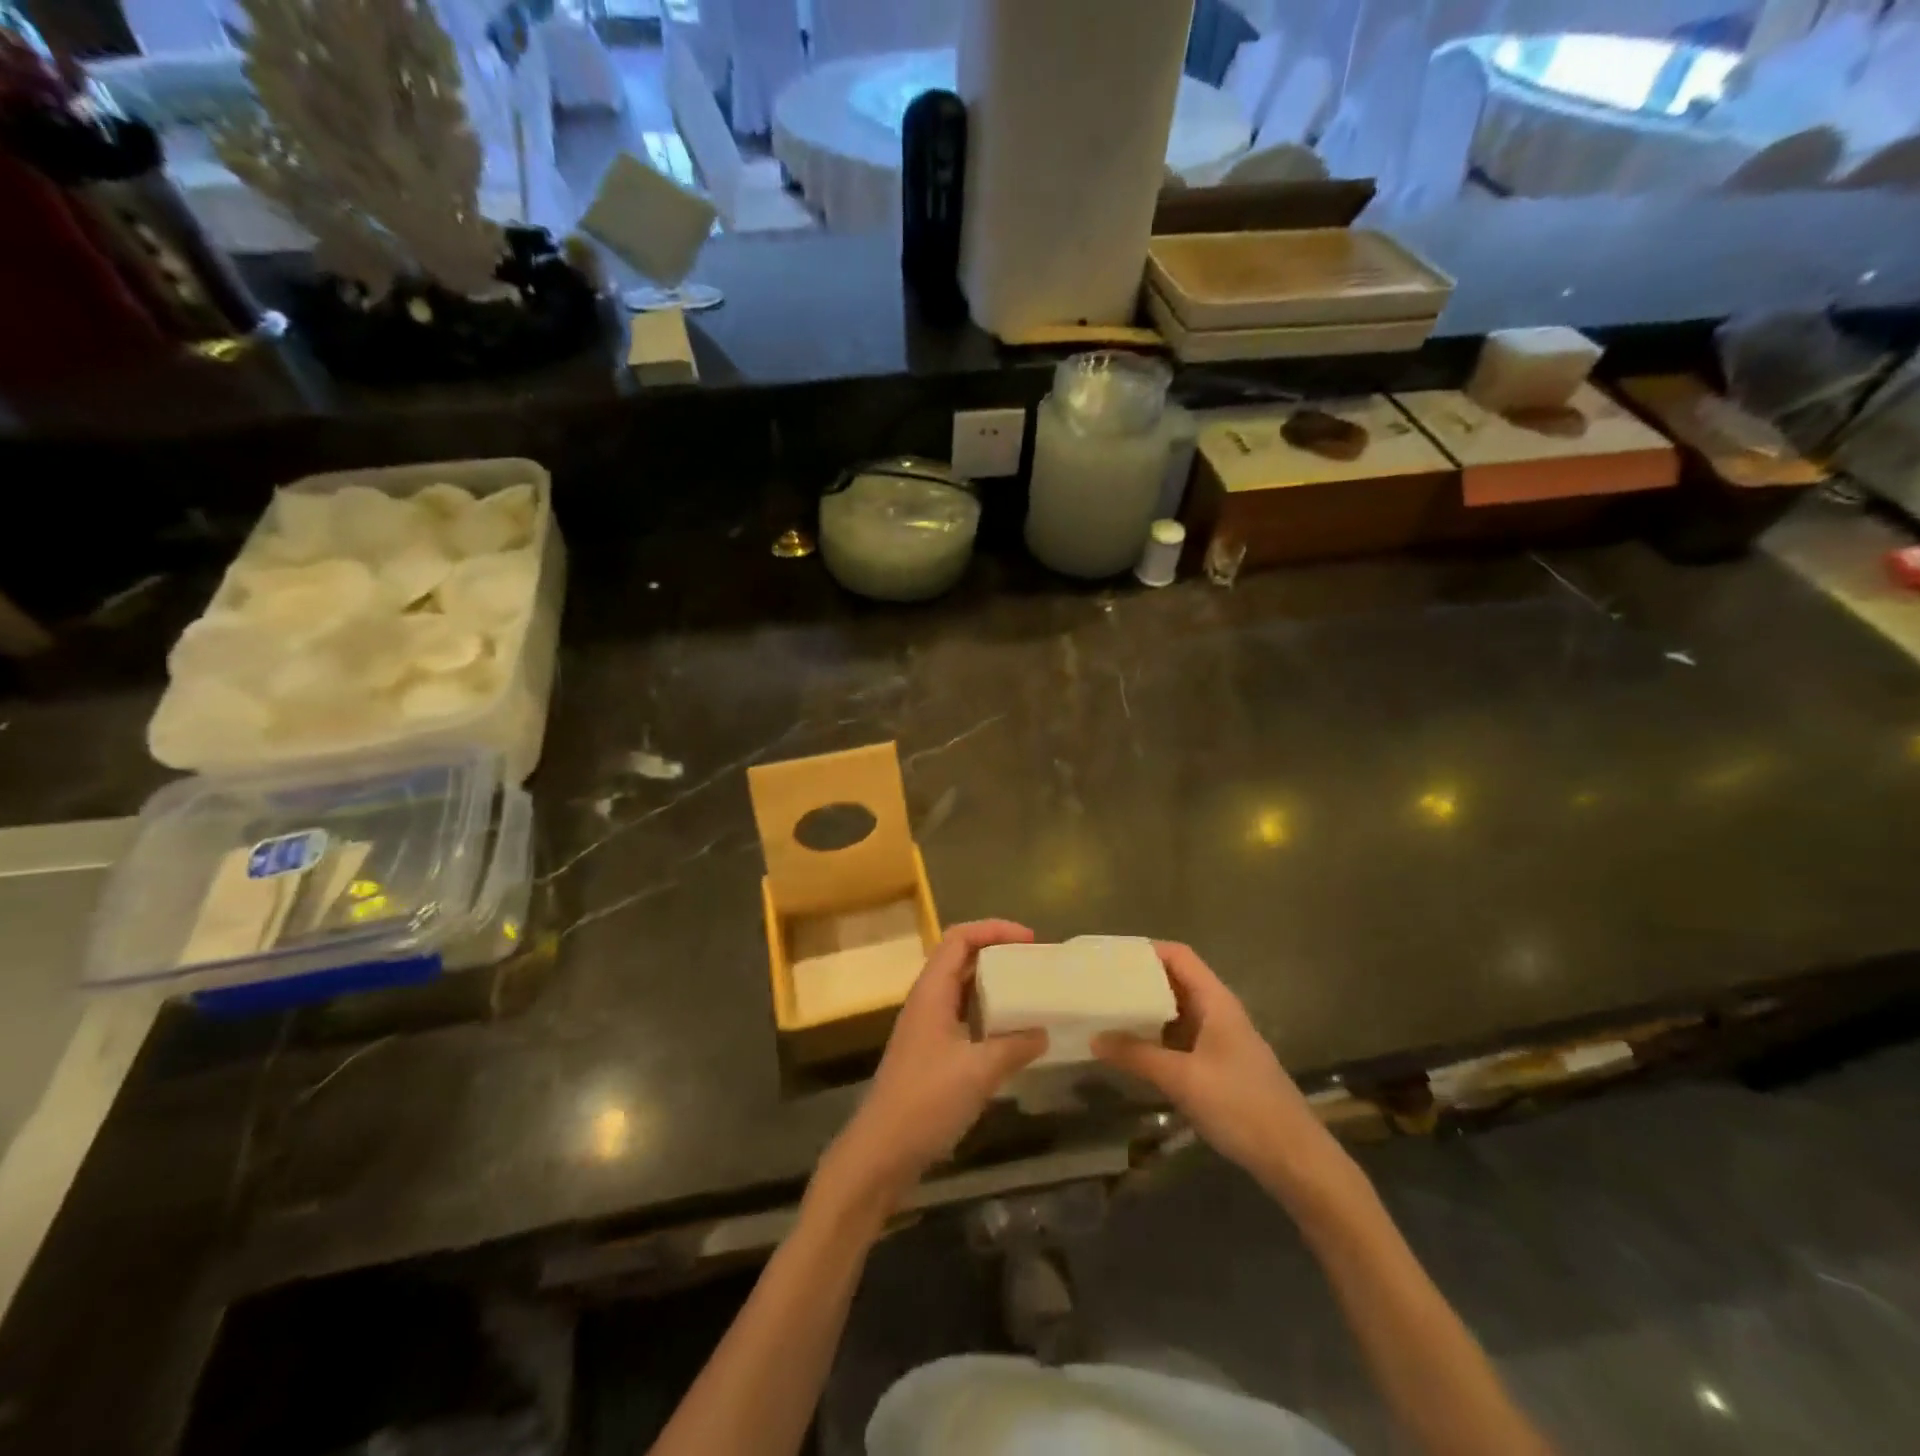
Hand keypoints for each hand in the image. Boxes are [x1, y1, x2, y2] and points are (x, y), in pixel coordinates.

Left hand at [817, 920, 1048, 1217]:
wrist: (881, 1153)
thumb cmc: (926, 1102)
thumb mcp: (979, 1071)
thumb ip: (1014, 1046)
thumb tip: (1043, 1031)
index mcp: (931, 992)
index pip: (959, 938)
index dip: (994, 929)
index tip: (1030, 939)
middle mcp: (927, 1001)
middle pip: (961, 958)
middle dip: (998, 953)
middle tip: (1034, 963)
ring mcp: (927, 1027)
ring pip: (963, 989)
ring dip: (994, 984)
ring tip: (1029, 992)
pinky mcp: (931, 1053)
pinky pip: (964, 1017)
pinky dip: (989, 1014)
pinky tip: (1012, 1034)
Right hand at [1094, 942, 1346, 1201]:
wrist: (1294, 1158)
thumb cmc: (1241, 1106)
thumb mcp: (1182, 1079)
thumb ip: (1137, 1056)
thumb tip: (1095, 1038)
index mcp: (1215, 1001)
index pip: (1178, 956)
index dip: (1146, 950)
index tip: (1111, 956)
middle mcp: (1218, 1012)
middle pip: (1175, 980)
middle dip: (1139, 980)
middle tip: (1101, 984)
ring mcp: (1219, 1040)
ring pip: (1176, 1011)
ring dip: (1146, 1010)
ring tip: (1108, 1012)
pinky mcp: (1218, 1066)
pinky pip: (1180, 1038)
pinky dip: (1155, 1037)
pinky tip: (1132, 1049)